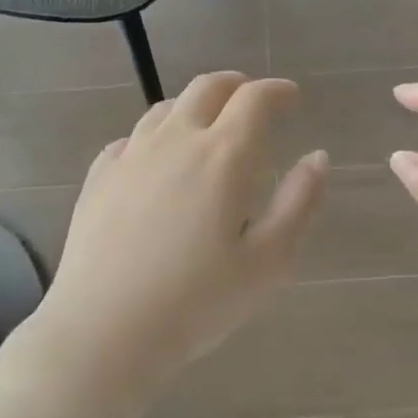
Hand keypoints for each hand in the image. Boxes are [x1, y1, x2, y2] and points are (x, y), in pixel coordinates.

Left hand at [25, 72, 327, 401]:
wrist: (103, 331)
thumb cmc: (197, 302)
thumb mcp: (269, 262)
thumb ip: (299, 202)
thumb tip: (318, 156)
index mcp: (223, 154)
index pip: (255, 98)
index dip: (278, 91)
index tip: (292, 98)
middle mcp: (176, 138)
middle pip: (208, 87)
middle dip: (237, 86)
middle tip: (253, 103)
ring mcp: (132, 153)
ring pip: (167, 107)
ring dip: (196, 106)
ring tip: (207, 128)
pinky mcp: (99, 175)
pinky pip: (133, 137)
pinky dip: (157, 136)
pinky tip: (158, 162)